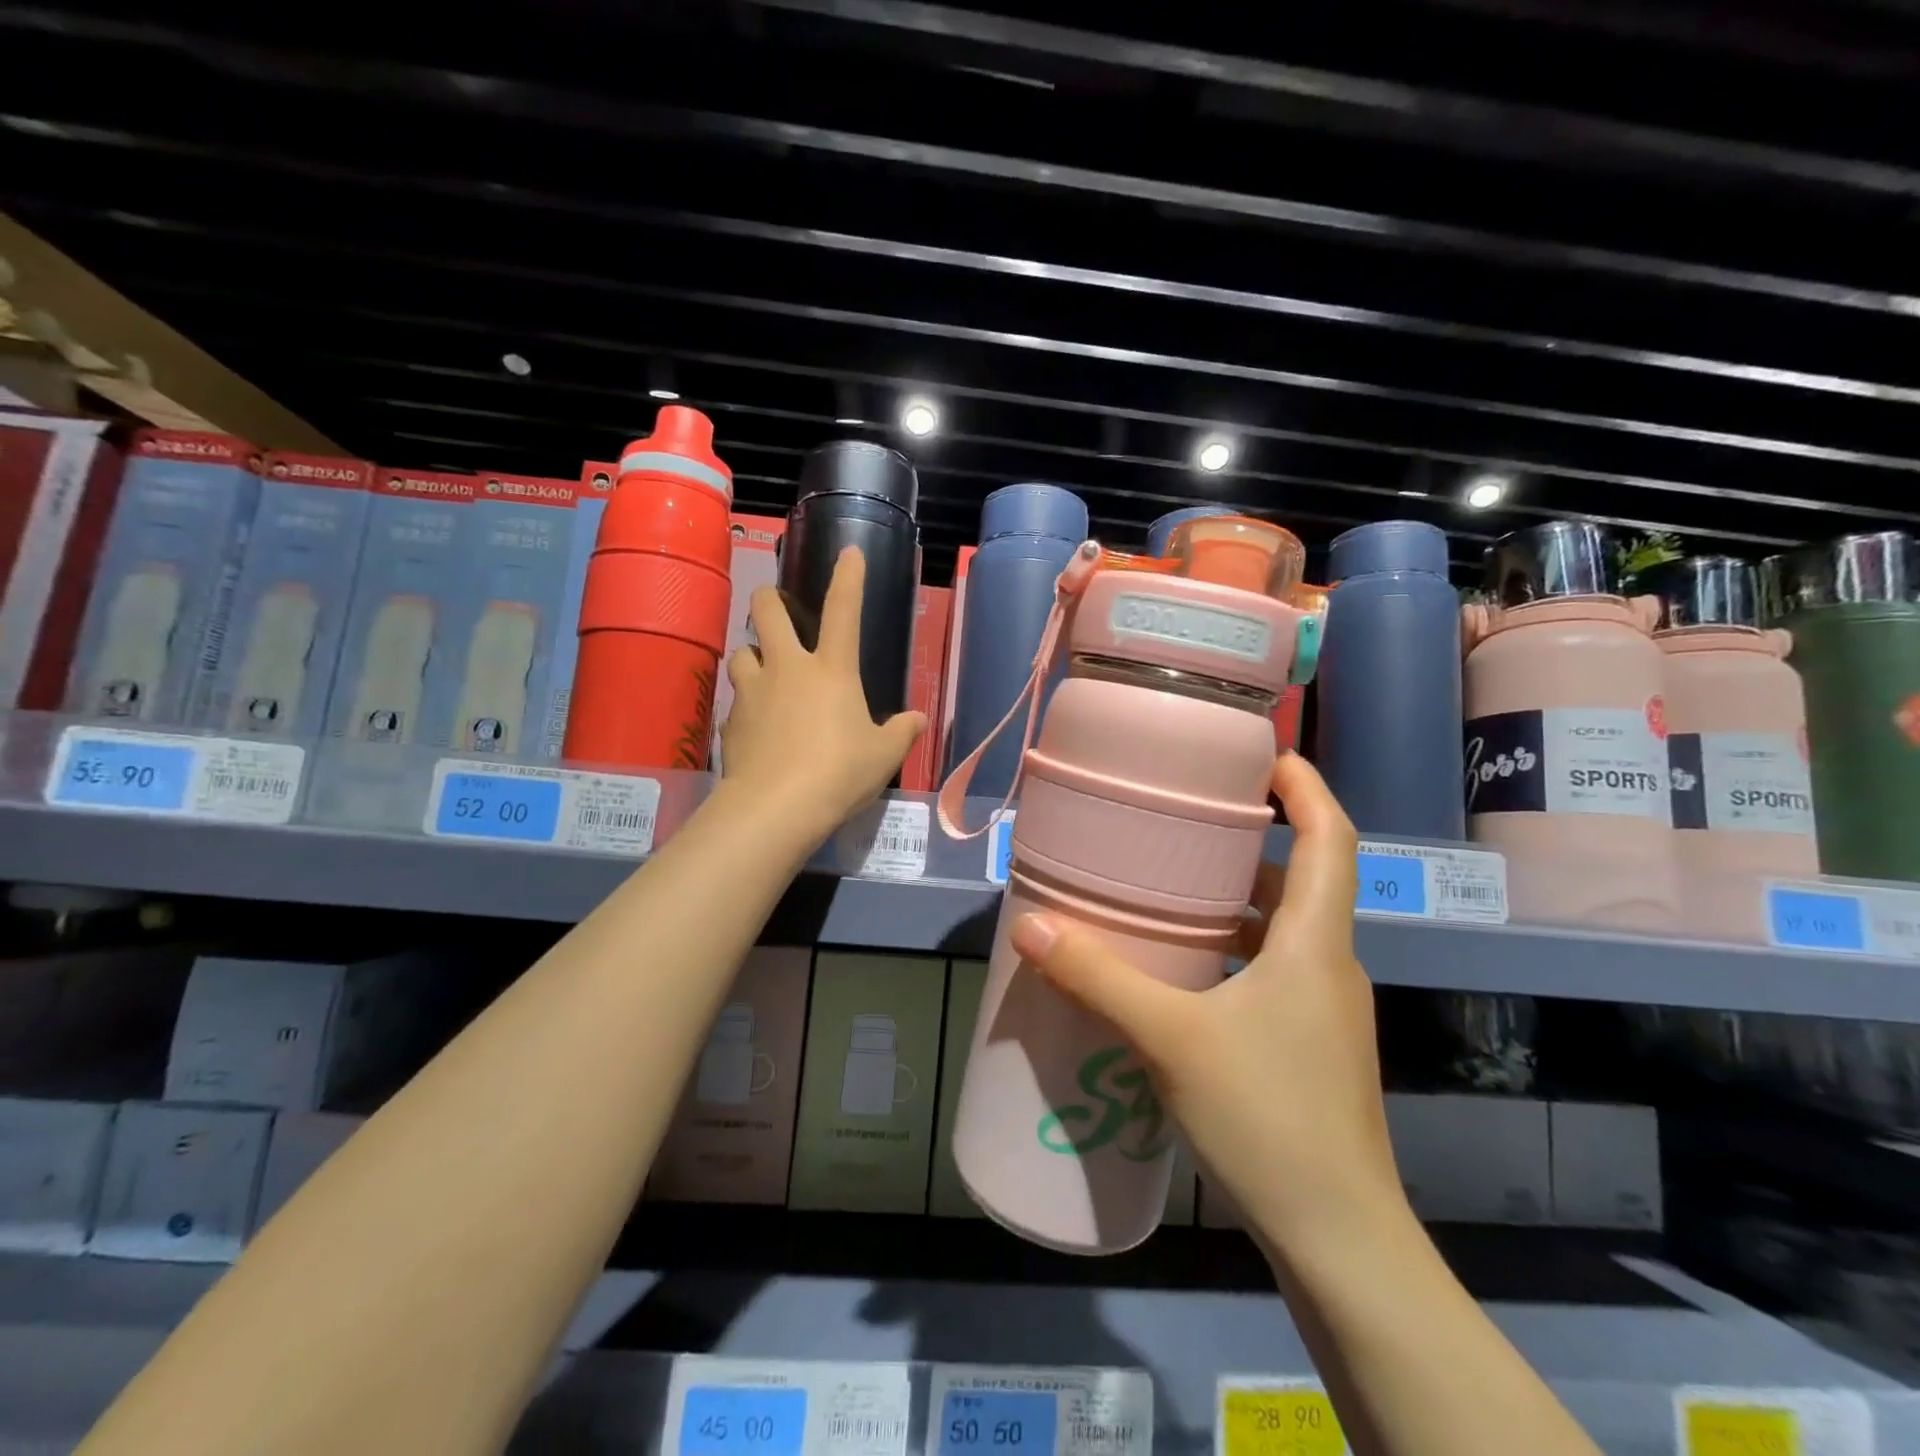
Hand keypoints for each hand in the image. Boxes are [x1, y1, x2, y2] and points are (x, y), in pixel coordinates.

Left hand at [719, 546, 924, 840]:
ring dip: (752, 655)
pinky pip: (735, 699)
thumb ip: (902, 732)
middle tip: (776, 608)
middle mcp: (787, 668)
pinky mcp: (730, 721)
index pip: (844, 610)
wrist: (777, 807)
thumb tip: (917, 720)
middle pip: (766, 611)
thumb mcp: (883, 755)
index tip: (850, 552)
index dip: (848, 577)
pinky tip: (756, 725)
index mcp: (831, 669)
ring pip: (741, 652)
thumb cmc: (840, 772)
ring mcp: (753, 691)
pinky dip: (746, 704)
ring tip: (763, 672)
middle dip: (769, 599)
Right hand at [1009, 752, 1401, 1247]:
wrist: (1340, 1240)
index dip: (1306, 788)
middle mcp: (1329, 965)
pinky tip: (1184, 969)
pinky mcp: (1310, 1045)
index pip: (1332, 839)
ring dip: (1239, 899)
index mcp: (1314, 943)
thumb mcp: (1171, 1038)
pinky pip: (1273, 970)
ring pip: (1285, 928)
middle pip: (1305, 878)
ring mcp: (1324, 1010)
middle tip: (1188, 820)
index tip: (1264, 757)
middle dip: (1253, 841)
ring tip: (1173, 885)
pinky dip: (1234, 949)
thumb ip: (1099, 977)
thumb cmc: (1268, 1119)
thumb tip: (1032, 924)